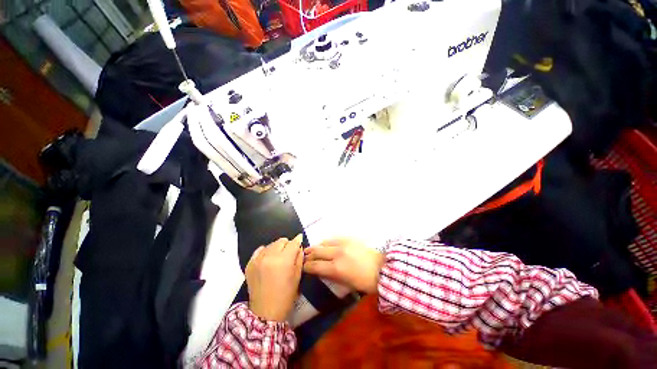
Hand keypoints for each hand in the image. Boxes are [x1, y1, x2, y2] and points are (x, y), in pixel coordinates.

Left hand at [246, 235, 303, 321]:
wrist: (265, 312)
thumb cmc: (286, 296)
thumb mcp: (298, 276)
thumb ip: (299, 258)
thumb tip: (299, 246)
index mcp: (283, 260)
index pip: (293, 243)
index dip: (298, 241)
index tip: (300, 240)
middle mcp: (269, 256)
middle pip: (281, 241)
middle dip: (287, 245)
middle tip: (289, 254)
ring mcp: (257, 260)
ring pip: (271, 244)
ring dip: (277, 248)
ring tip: (278, 258)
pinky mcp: (249, 264)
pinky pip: (259, 250)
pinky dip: (265, 251)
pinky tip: (268, 259)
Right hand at [303, 238, 383, 293]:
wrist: (382, 268)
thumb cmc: (365, 281)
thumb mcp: (346, 284)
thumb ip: (332, 276)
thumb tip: (321, 271)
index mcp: (336, 268)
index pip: (316, 266)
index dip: (307, 266)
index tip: (303, 267)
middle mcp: (337, 253)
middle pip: (317, 251)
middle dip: (309, 255)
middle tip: (304, 257)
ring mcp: (343, 243)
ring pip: (324, 242)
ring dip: (317, 247)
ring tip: (312, 249)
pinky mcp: (349, 238)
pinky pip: (333, 238)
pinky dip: (326, 242)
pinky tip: (325, 244)